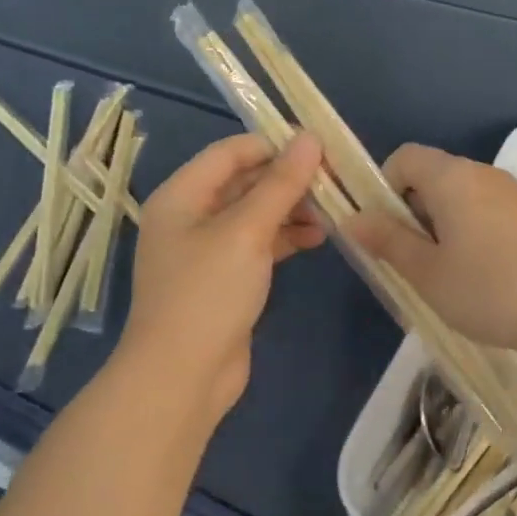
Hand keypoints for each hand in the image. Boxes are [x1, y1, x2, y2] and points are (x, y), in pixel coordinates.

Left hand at [119, 132, 325, 419]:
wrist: (182, 377)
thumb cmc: (208, 294)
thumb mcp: (246, 232)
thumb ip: (280, 184)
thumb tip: (310, 138)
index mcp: (182, 196)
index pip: (230, 152)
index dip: (273, 146)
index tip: (319, 150)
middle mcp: (190, 216)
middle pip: (244, 182)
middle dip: (288, 180)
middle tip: (334, 182)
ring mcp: (207, 249)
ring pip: (255, 214)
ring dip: (291, 209)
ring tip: (332, 213)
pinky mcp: (224, 278)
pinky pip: (258, 244)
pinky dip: (285, 237)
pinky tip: (316, 239)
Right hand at [349, 143, 516, 362]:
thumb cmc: (491, 290)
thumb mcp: (427, 273)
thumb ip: (388, 241)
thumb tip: (353, 218)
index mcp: (452, 177)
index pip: (404, 157)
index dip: (384, 188)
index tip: (385, 231)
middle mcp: (484, 174)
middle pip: (434, 176)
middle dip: (412, 212)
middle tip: (412, 261)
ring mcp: (515, 194)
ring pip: (462, 198)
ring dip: (443, 227)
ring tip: (447, 276)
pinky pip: (489, 213)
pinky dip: (473, 234)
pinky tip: (484, 279)